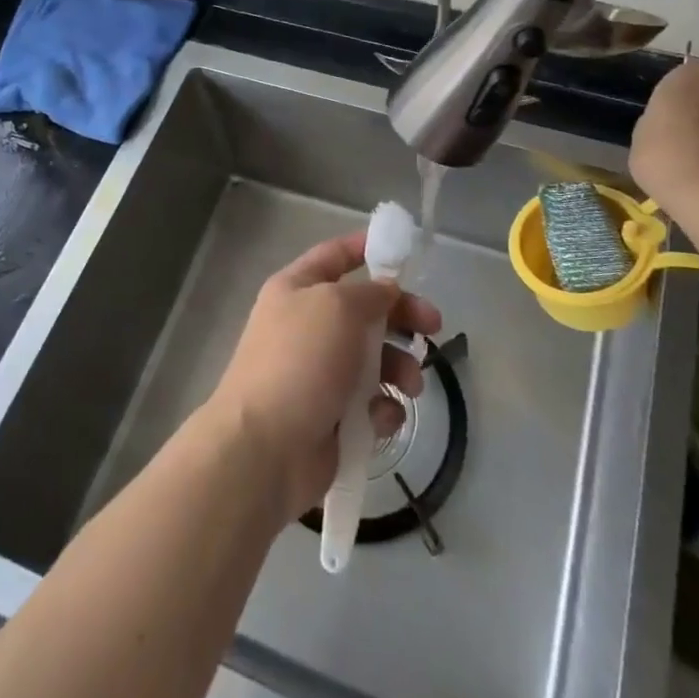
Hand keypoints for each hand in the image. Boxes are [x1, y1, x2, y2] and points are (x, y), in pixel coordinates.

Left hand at [205, 231, 441, 521]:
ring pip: (374, 358)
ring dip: (400, 367)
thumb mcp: (338, 307)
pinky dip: (383, 407)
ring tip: (410, 385)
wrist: (264, 449)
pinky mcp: (331, 416)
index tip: (405, 253)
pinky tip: (383, 417)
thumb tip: (386, 291)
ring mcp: (318, 373)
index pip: (335, 255)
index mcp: (297, 289)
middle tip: (434, 327)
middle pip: (365, 309)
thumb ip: (371, 293)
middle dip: (402, 317)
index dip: (366, 248)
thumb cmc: (300, 361)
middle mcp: (307, 325)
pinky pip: (370, 403)